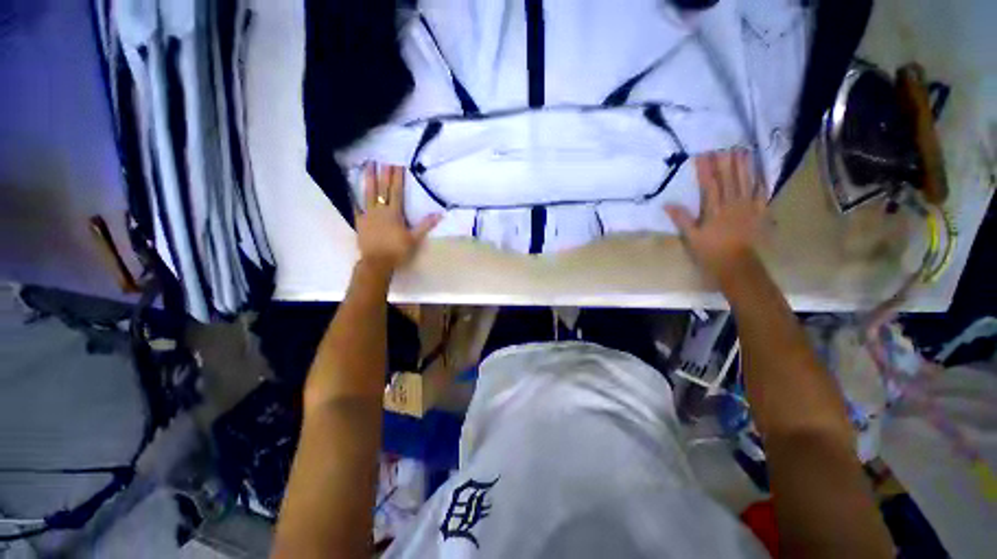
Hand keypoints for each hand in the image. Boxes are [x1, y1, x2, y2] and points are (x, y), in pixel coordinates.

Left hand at [356, 163, 440, 274]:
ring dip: (368, 179)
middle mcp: (380, 209)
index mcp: (394, 213)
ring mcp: (368, 215)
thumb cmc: (398, 251)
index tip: (397, 163)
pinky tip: (350, 191)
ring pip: (368, 194)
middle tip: (383, 158)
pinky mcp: (360, 222)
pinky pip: (356, 208)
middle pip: (382, 189)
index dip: (397, 177)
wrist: (377, 262)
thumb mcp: (415, 239)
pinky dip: (353, 198)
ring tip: (367, 165)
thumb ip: (425, 225)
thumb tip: (440, 214)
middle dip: (384, 173)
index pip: (397, 191)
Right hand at [665, 149, 767, 282]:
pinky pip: (762, 194)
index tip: (702, 155)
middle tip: (724, 145)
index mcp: (714, 209)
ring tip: (742, 151)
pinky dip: (761, 182)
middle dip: (726, 162)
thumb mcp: (691, 237)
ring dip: (744, 166)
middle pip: (730, 179)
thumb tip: (667, 204)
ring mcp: (748, 207)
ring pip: (747, 182)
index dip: (706, 169)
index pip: (710, 184)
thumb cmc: (710, 251)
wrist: (737, 264)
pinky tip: (760, 173)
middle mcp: (732, 204)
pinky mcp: (760, 213)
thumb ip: (681, 219)